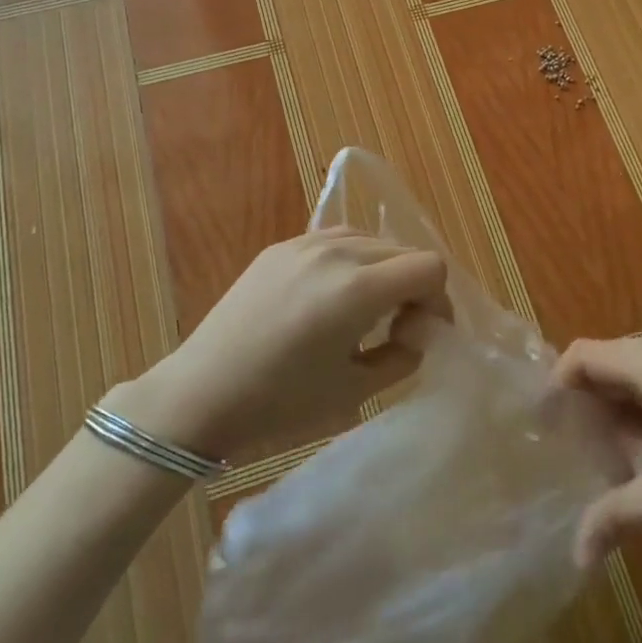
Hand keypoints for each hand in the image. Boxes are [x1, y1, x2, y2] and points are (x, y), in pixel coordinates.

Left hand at [123, 228, 446, 460]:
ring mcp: (305, 243)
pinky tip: (332, 296)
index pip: (429, 267)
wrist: (202, 392)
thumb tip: (418, 331)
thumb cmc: (281, 402)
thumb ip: (403, 355)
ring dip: (383, 270)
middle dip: (414, 286)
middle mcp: (336, 252)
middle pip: (403, 251)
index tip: (424, 331)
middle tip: (400, 326)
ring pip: (371, 240)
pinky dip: (351, 261)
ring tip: (365, 309)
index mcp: (358, 289)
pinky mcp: (281, 245)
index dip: (439, 300)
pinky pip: (336, 240)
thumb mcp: (355, 390)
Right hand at [553, 321, 641, 565]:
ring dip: (621, 395)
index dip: (557, 384)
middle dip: (592, 399)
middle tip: (588, 447)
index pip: (583, 355)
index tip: (547, 424)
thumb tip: (575, 556)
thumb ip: (617, 515)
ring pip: (635, 359)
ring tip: (623, 444)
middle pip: (608, 357)